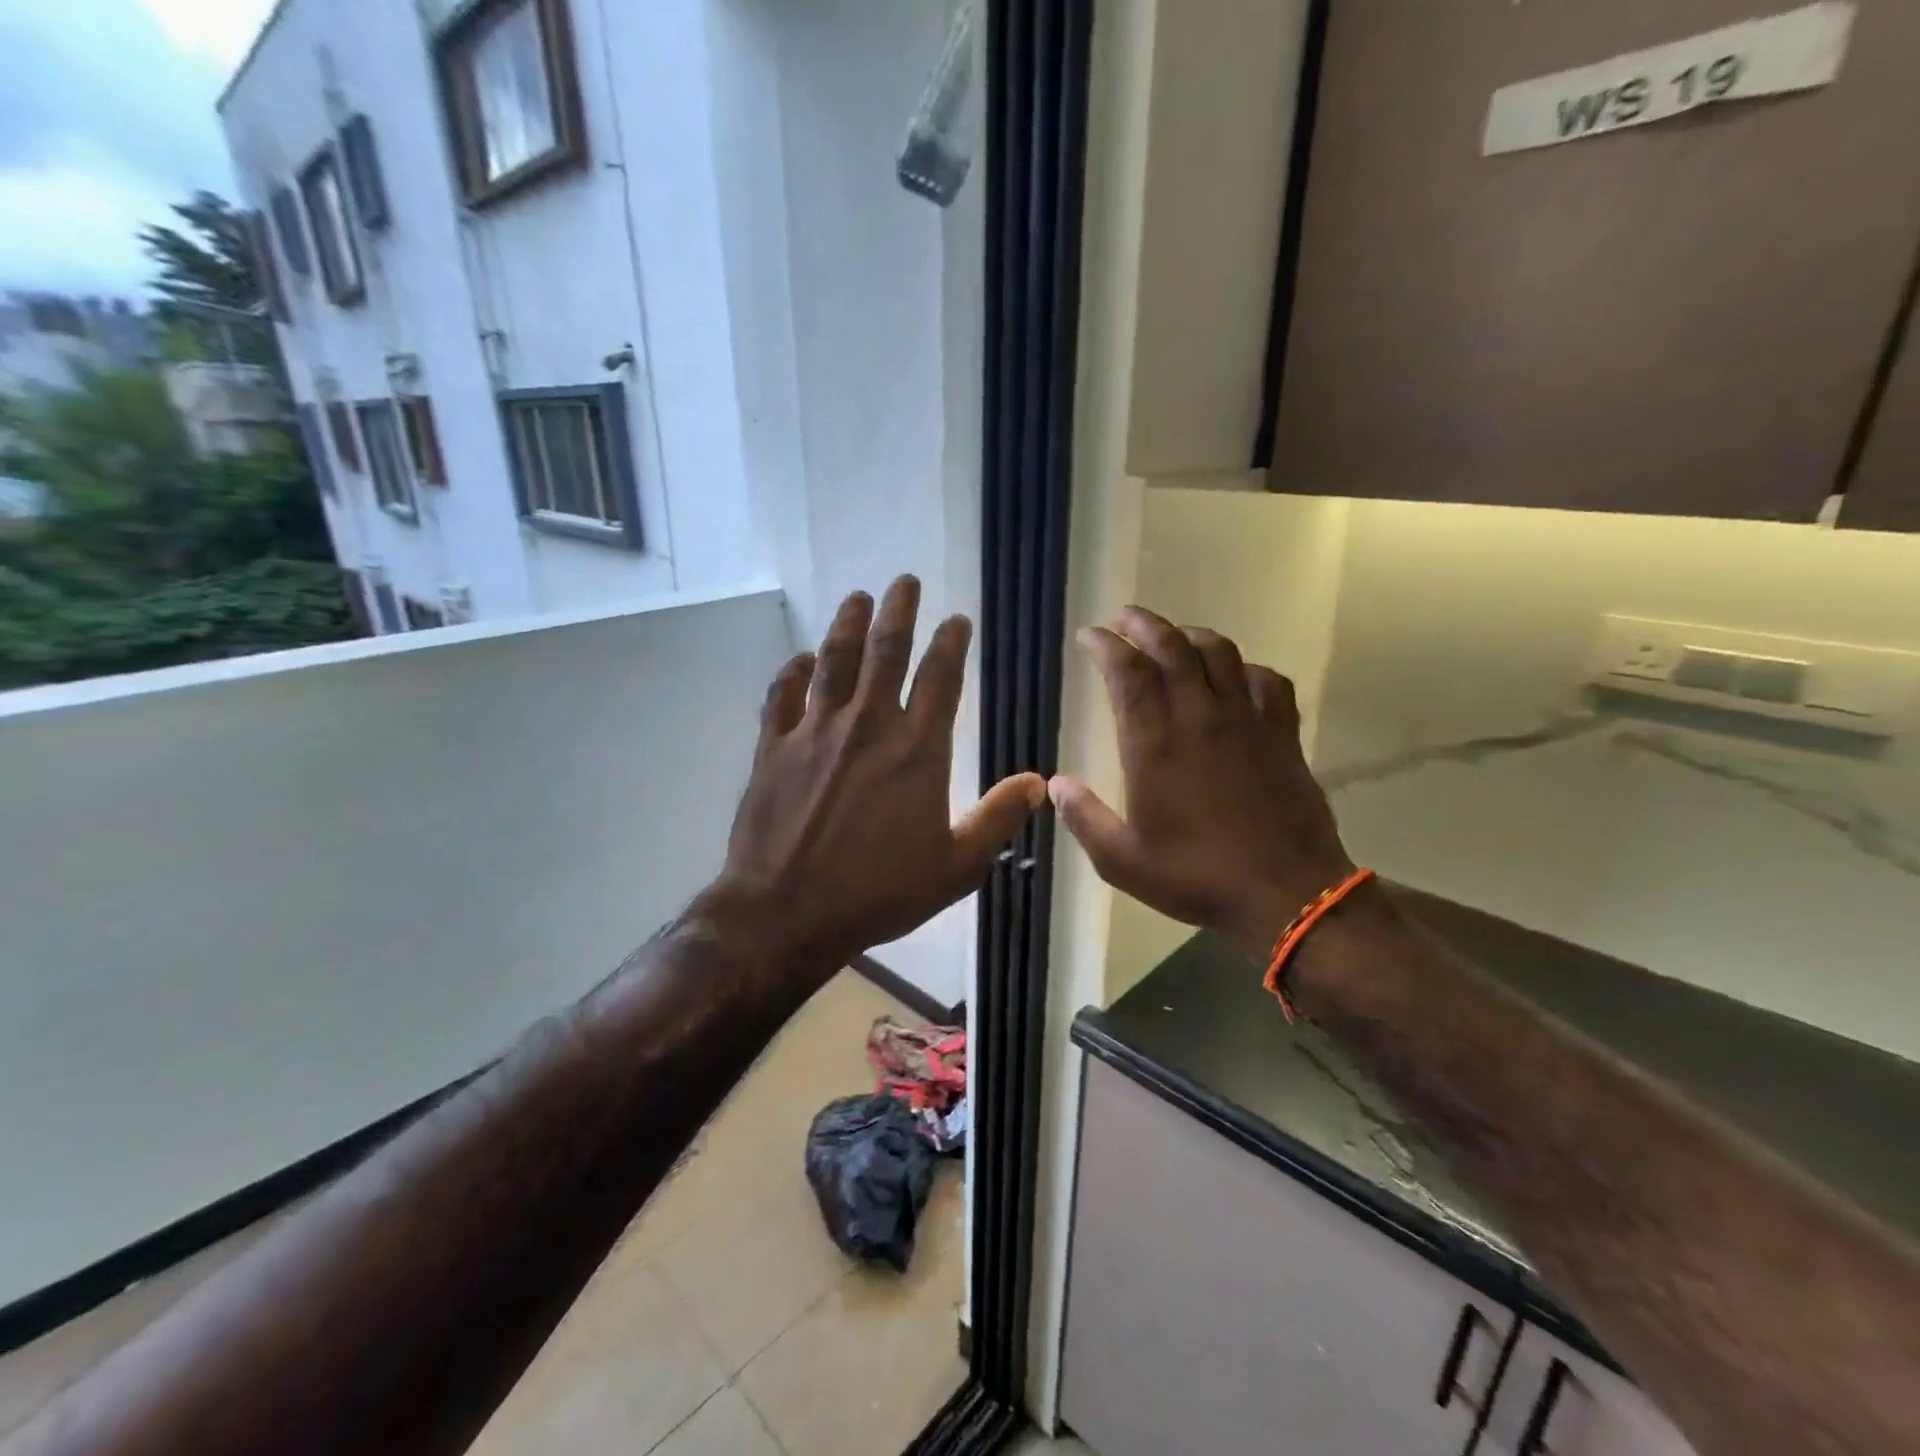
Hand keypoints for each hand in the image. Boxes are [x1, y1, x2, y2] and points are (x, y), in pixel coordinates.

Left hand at [702, 576, 1045, 976]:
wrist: (788, 912)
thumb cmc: (878, 893)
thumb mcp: (955, 867)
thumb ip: (998, 819)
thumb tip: (1039, 781)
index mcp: (917, 751)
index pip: (940, 679)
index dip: (950, 643)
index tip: (956, 619)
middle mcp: (868, 727)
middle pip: (886, 651)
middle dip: (898, 611)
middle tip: (904, 581)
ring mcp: (815, 732)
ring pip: (834, 661)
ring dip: (848, 624)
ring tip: (858, 596)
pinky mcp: (774, 747)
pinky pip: (782, 695)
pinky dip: (792, 672)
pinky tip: (801, 658)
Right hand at [1049, 606, 1355, 960]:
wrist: (1285, 893)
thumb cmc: (1196, 876)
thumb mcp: (1122, 860)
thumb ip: (1084, 818)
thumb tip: (1055, 784)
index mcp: (1154, 743)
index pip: (1127, 672)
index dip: (1106, 645)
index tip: (1090, 636)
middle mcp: (1199, 717)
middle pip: (1172, 647)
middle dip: (1144, 624)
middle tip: (1125, 618)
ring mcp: (1246, 721)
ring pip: (1220, 653)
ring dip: (1191, 635)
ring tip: (1174, 637)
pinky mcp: (1282, 734)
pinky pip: (1269, 682)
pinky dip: (1247, 669)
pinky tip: (1237, 677)